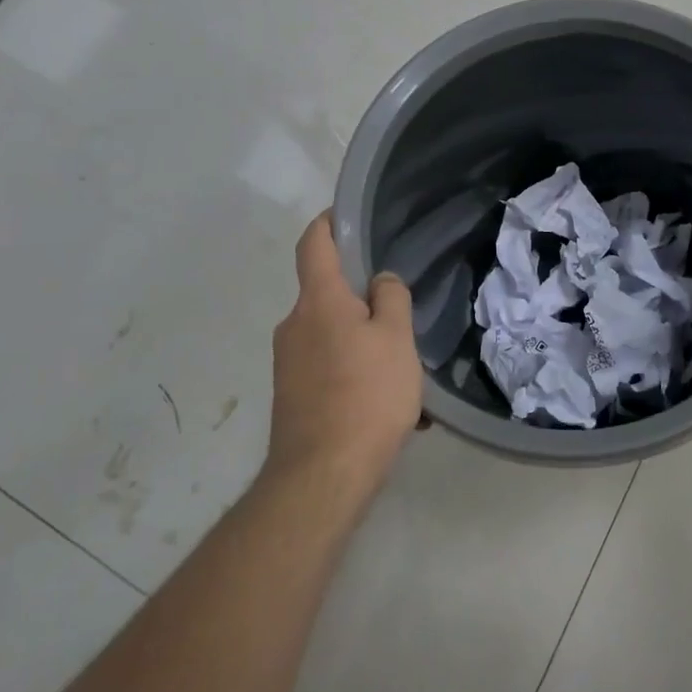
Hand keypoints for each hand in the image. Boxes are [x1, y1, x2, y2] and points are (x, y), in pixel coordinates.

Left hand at [266, 213, 423, 500]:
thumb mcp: (396, 339)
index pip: (313, 244)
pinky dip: (355, 373)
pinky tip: (387, 404)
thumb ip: (390, 299)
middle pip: (327, 293)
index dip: (328, 223)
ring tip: (403, 371)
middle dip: (361, 298)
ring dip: (364, 343)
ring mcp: (288, 362)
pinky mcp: (292, 395)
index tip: (347, 215)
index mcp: (319, 301)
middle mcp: (294, 325)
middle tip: (400, 312)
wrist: (322, 476)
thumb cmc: (366, 395)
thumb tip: (379, 281)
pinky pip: (328, 367)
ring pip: (332, 335)